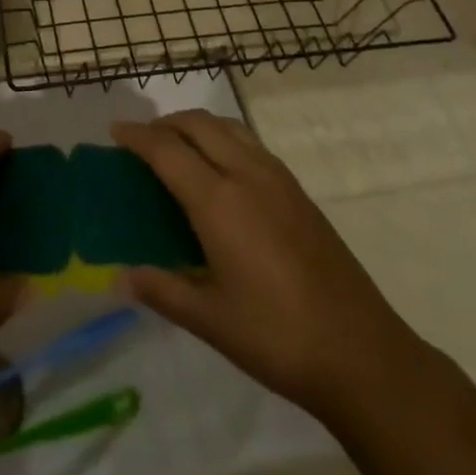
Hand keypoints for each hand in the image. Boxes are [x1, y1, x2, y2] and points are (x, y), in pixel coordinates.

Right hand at [111, 111, 403, 421]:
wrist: (360, 351)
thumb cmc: (276, 337)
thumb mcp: (210, 320)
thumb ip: (162, 290)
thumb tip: (120, 276)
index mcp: (219, 200)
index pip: (167, 150)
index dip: (137, 136)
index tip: (115, 131)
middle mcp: (246, 174)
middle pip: (198, 124)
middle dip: (166, 123)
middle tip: (142, 141)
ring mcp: (277, 177)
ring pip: (227, 126)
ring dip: (196, 125)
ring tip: (178, 147)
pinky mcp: (298, 189)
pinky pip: (249, 142)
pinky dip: (223, 138)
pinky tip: (220, 170)